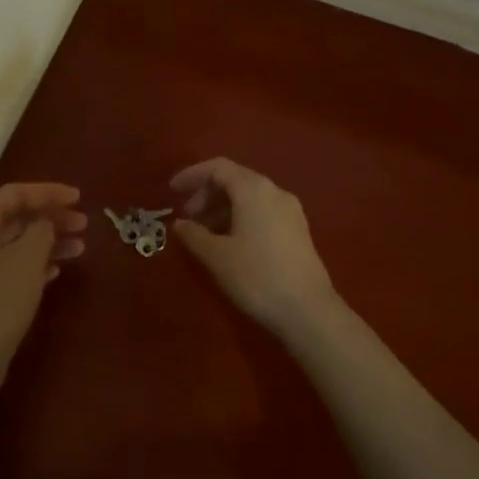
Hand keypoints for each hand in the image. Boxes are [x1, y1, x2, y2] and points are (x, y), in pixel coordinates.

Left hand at [0, 182, 86, 384]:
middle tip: (84, 224)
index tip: (78, 197)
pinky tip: (58, 270)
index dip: (48, 191)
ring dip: (50, 240)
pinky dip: (39, 263)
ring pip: (20, 243)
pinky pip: (17, 267)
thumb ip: (41, 230)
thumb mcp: (28, 257)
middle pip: (18, 217)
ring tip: (81, 247)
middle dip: (52, 216)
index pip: (15, 193)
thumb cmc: (0, 299)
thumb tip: (45, 222)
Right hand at [170, 158, 338, 332]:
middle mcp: (275, 192)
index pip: (218, 167)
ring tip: (203, 233)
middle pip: (234, 179)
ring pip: (249, 197)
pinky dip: (239, 218)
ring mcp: (290, 211)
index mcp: (254, 189)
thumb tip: (179, 224)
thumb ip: (193, 235)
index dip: (192, 175)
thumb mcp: (216, 256)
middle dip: (206, 194)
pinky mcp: (297, 230)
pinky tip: (228, 242)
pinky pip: (262, 211)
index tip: (171, 191)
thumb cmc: (256, 276)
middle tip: (186, 218)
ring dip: (222, 208)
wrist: (307, 310)